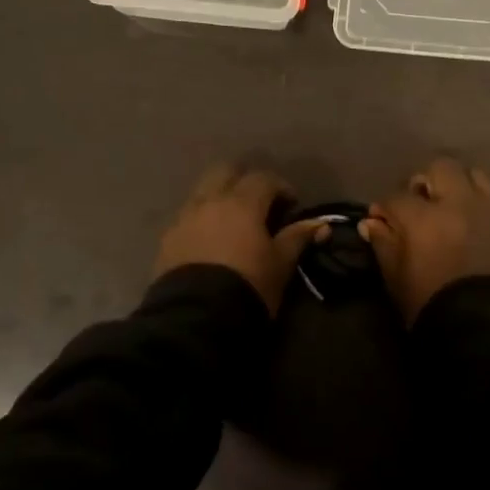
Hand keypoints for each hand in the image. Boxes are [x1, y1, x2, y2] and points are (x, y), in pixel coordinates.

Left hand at [153, 165, 328, 314]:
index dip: (280, 187)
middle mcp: (210, 201)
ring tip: (231, 222)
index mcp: (242, 203)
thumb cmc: (248, 285)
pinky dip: (201, 219)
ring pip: (202, 191)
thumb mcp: (280, 264)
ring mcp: (184, 217)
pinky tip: (209, 240)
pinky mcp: (167, 238)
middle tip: (258, 203)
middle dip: (243, 180)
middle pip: (225, 171)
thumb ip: (297, 238)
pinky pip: (187, 217)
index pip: (263, 178)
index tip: (291, 205)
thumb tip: (321, 224)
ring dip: (219, 197)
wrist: (197, 318)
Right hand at [360, 157, 489, 324]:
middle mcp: (457, 204)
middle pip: (439, 168)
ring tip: (450, 206)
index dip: (385, 207)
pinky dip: (478, 203)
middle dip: (425, 181)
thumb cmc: (432, 306)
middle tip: (419, 203)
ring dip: (457, 184)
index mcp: (423, 218)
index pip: (397, 197)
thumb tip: (372, 223)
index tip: (381, 219)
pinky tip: (471, 223)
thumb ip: (384, 245)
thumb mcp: (397, 280)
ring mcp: (488, 211)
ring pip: (472, 174)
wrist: (487, 329)